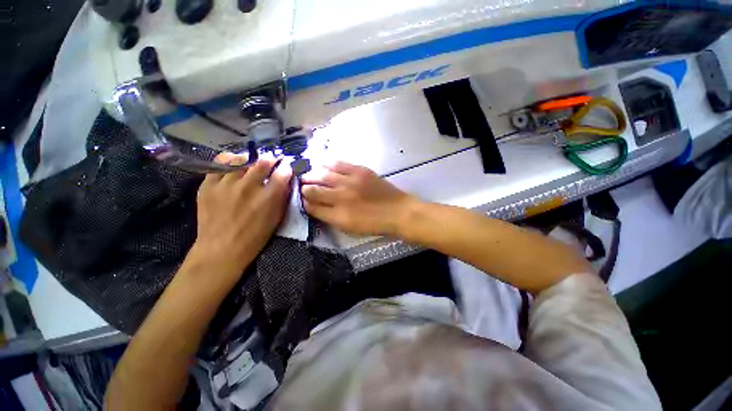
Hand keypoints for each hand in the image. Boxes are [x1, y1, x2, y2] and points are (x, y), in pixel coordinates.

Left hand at [193, 155, 291, 272]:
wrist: (221, 249)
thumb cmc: (255, 236)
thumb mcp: (276, 218)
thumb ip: (282, 197)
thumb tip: (285, 180)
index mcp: (268, 198)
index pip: (282, 173)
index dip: (286, 167)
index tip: (286, 167)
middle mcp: (248, 187)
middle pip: (263, 161)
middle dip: (271, 159)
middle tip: (272, 162)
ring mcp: (226, 184)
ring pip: (241, 159)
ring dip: (251, 160)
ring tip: (252, 164)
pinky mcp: (208, 185)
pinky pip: (219, 164)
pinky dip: (229, 162)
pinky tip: (233, 167)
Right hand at [301, 161, 415, 236]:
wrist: (398, 212)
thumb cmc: (375, 224)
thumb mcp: (350, 229)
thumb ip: (331, 218)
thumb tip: (316, 208)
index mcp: (338, 216)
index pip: (312, 207)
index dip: (304, 203)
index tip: (303, 200)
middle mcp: (340, 198)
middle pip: (313, 190)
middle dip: (304, 188)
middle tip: (302, 186)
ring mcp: (350, 182)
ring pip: (322, 175)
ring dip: (311, 175)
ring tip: (308, 174)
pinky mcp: (359, 171)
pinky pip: (338, 164)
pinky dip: (326, 163)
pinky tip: (321, 163)